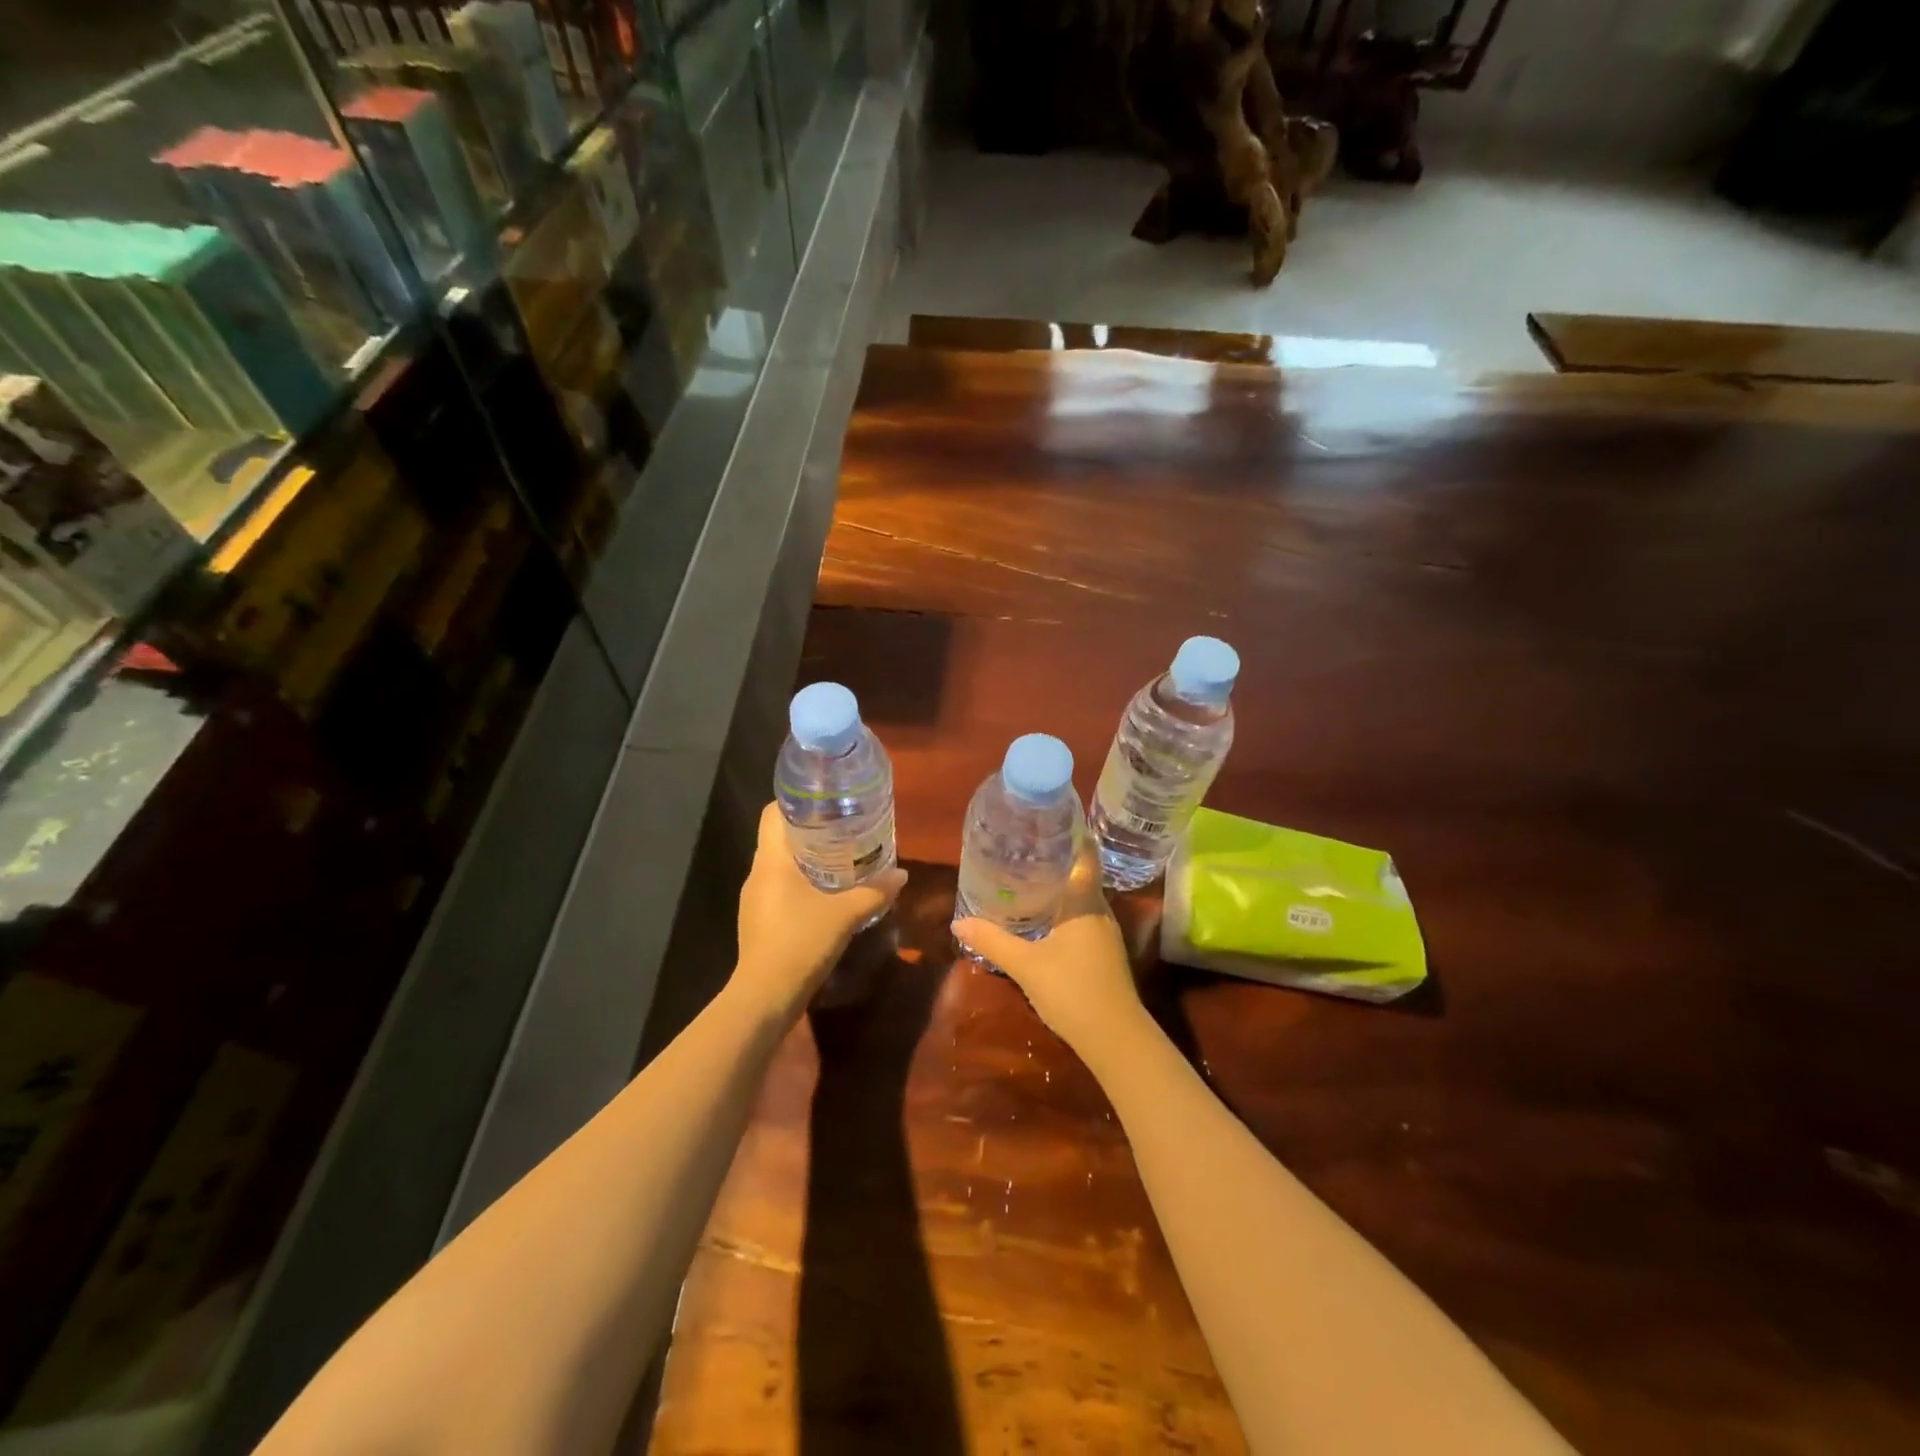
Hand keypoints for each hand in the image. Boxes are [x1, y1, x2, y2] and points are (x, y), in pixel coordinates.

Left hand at [734, 802, 907, 1018]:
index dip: (797, 801)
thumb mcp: (845, 915)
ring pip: (781, 864)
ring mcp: (756, 898)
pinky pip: (781, 888)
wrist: (765, 997)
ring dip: (808, 858)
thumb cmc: (800, 943)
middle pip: (780, 836)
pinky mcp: (760, 920)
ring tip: (843, 856)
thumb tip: (902, 875)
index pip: (773, 812)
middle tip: (846, 826)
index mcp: (771, 860)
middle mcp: (758, 873)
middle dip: (812, 829)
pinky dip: (802, 883)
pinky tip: (828, 893)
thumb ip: (874, 892)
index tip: (828, 800)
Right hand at [953, 836, 1147, 1062]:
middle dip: (1057, 860)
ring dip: (1059, 887)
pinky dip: (1063, 911)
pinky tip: (1043, 919)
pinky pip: (1082, 919)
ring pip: (1081, 899)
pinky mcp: (1104, 954)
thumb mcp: (1025, 964)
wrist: (1115, 1038)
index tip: (1050, 819)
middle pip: (1081, 874)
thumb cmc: (1072, 990)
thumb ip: (992, 942)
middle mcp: (1099, 910)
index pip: (1085, 855)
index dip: (1073, 833)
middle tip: (1025, 848)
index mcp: (1084, 902)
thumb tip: (958, 924)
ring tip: (1028, 878)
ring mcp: (1105, 934)